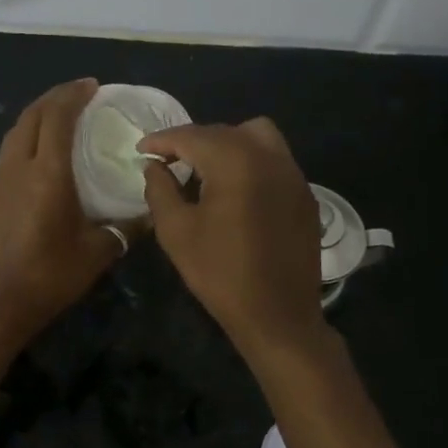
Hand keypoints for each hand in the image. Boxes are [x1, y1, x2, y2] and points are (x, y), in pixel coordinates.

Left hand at [0, 79, 122, 351]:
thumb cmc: (50, 276)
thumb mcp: (98, 252)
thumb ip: (126, 228)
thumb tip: (149, 215)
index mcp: (47, 174)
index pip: (57, 117)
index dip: (73, 95)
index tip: (92, 85)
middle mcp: (18, 167)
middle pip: (31, 115)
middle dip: (54, 97)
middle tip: (78, 94)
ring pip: (14, 132)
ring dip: (37, 115)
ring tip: (59, 116)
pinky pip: (8, 151)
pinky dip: (26, 137)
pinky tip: (40, 153)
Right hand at [140, 118, 324, 359]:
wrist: (278, 316)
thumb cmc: (220, 273)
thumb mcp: (176, 231)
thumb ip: (160, 189)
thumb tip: (154, 166)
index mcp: (235, 162)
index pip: (191, 136)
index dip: (162, 140)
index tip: (142, 150)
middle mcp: (269, 157)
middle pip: (224, 132)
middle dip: (192, 142)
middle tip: (167, 162)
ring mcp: (293, 174)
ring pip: (256, 136)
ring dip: (225, 144)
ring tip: (204, 170)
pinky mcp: (305, 194)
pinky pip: (274, 160)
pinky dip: (250, 162)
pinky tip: (235, 190)